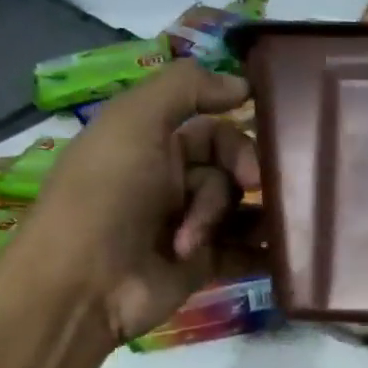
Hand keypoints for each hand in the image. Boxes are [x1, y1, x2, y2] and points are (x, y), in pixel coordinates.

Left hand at [5, 62, 261, 344]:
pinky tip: (282, 254)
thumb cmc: (107, 194)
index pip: (216, 132)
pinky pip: (247, 251)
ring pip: (243, 209)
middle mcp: (174, 181)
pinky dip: (265, 252)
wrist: (84, 282)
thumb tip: (244, 84)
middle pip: (233, 170)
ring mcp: (190, 225)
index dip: (239, 141)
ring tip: (227, 236)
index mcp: (154, 144)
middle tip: (246, 192)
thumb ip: (186, 88)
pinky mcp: (203, 265)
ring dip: (247, 218)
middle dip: (239, 180)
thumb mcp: (134, 121)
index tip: (253, 156)